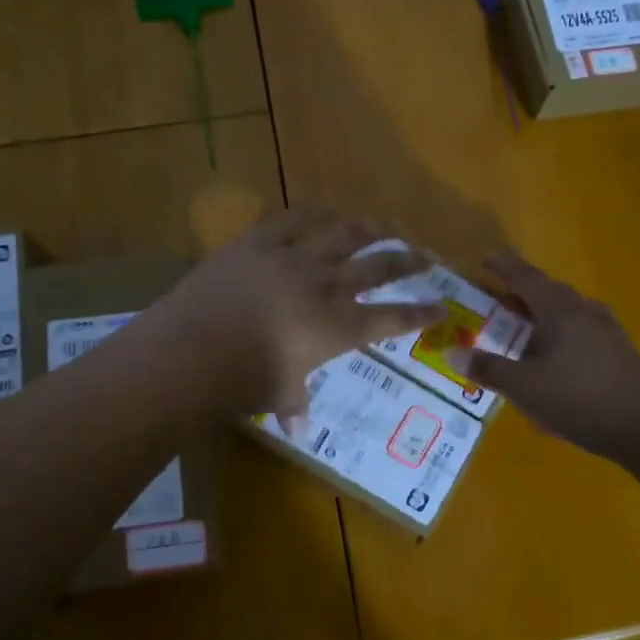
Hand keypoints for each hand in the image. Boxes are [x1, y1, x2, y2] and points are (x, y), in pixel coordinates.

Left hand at [160, 209, 446, 418]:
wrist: (197, 347)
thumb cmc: (244, 381)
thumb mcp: (277, 395)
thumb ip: (294, 404)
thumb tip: (299, 429)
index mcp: (339, 329)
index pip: (392, 319)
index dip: (420, 313)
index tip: (441, 306)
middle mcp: (328, 287)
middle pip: (379, 267)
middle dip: (407, 261)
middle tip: (426, 256)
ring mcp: (295, 258)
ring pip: (345, 235)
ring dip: (370, 229)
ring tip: (385, 225)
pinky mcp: (261, 240)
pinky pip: (296, 217)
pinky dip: (316, 212)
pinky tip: (327, 209)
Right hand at [450, 251, 639, 463]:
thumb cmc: (579, 399)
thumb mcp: (524, 387)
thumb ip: (488, 369)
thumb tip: (451, 353)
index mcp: (559, 311)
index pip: (526, 278)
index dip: (504, 267)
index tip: (486, 258)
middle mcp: (584, 312)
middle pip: (549, 291)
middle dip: (521, 290)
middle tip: (496, 298)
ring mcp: (606, 330)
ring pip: (567, 310)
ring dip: (542, 312)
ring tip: (522, 326)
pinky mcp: (618, 351)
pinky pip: (581, 328)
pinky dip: (560, 331)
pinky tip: (555, 353)